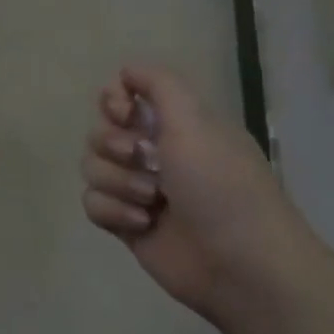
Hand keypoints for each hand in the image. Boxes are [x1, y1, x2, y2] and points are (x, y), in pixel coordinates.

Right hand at [81, 64, 310, 327]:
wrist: (240, 263)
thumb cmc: (221, 184)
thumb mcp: (195, 119)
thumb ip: (159, 84)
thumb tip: (127, 70)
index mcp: (175, 124)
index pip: (122, 97)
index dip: (113, 100)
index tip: (124, 112)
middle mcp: (154, 152)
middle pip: (100, 132)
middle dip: (114, 145)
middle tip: (143, 158)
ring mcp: (138, 190)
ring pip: (92, 168)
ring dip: (118, 182)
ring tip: (152, 200)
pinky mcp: (127, 224)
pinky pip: (93, 204)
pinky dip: (113, 211)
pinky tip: (142, 224)